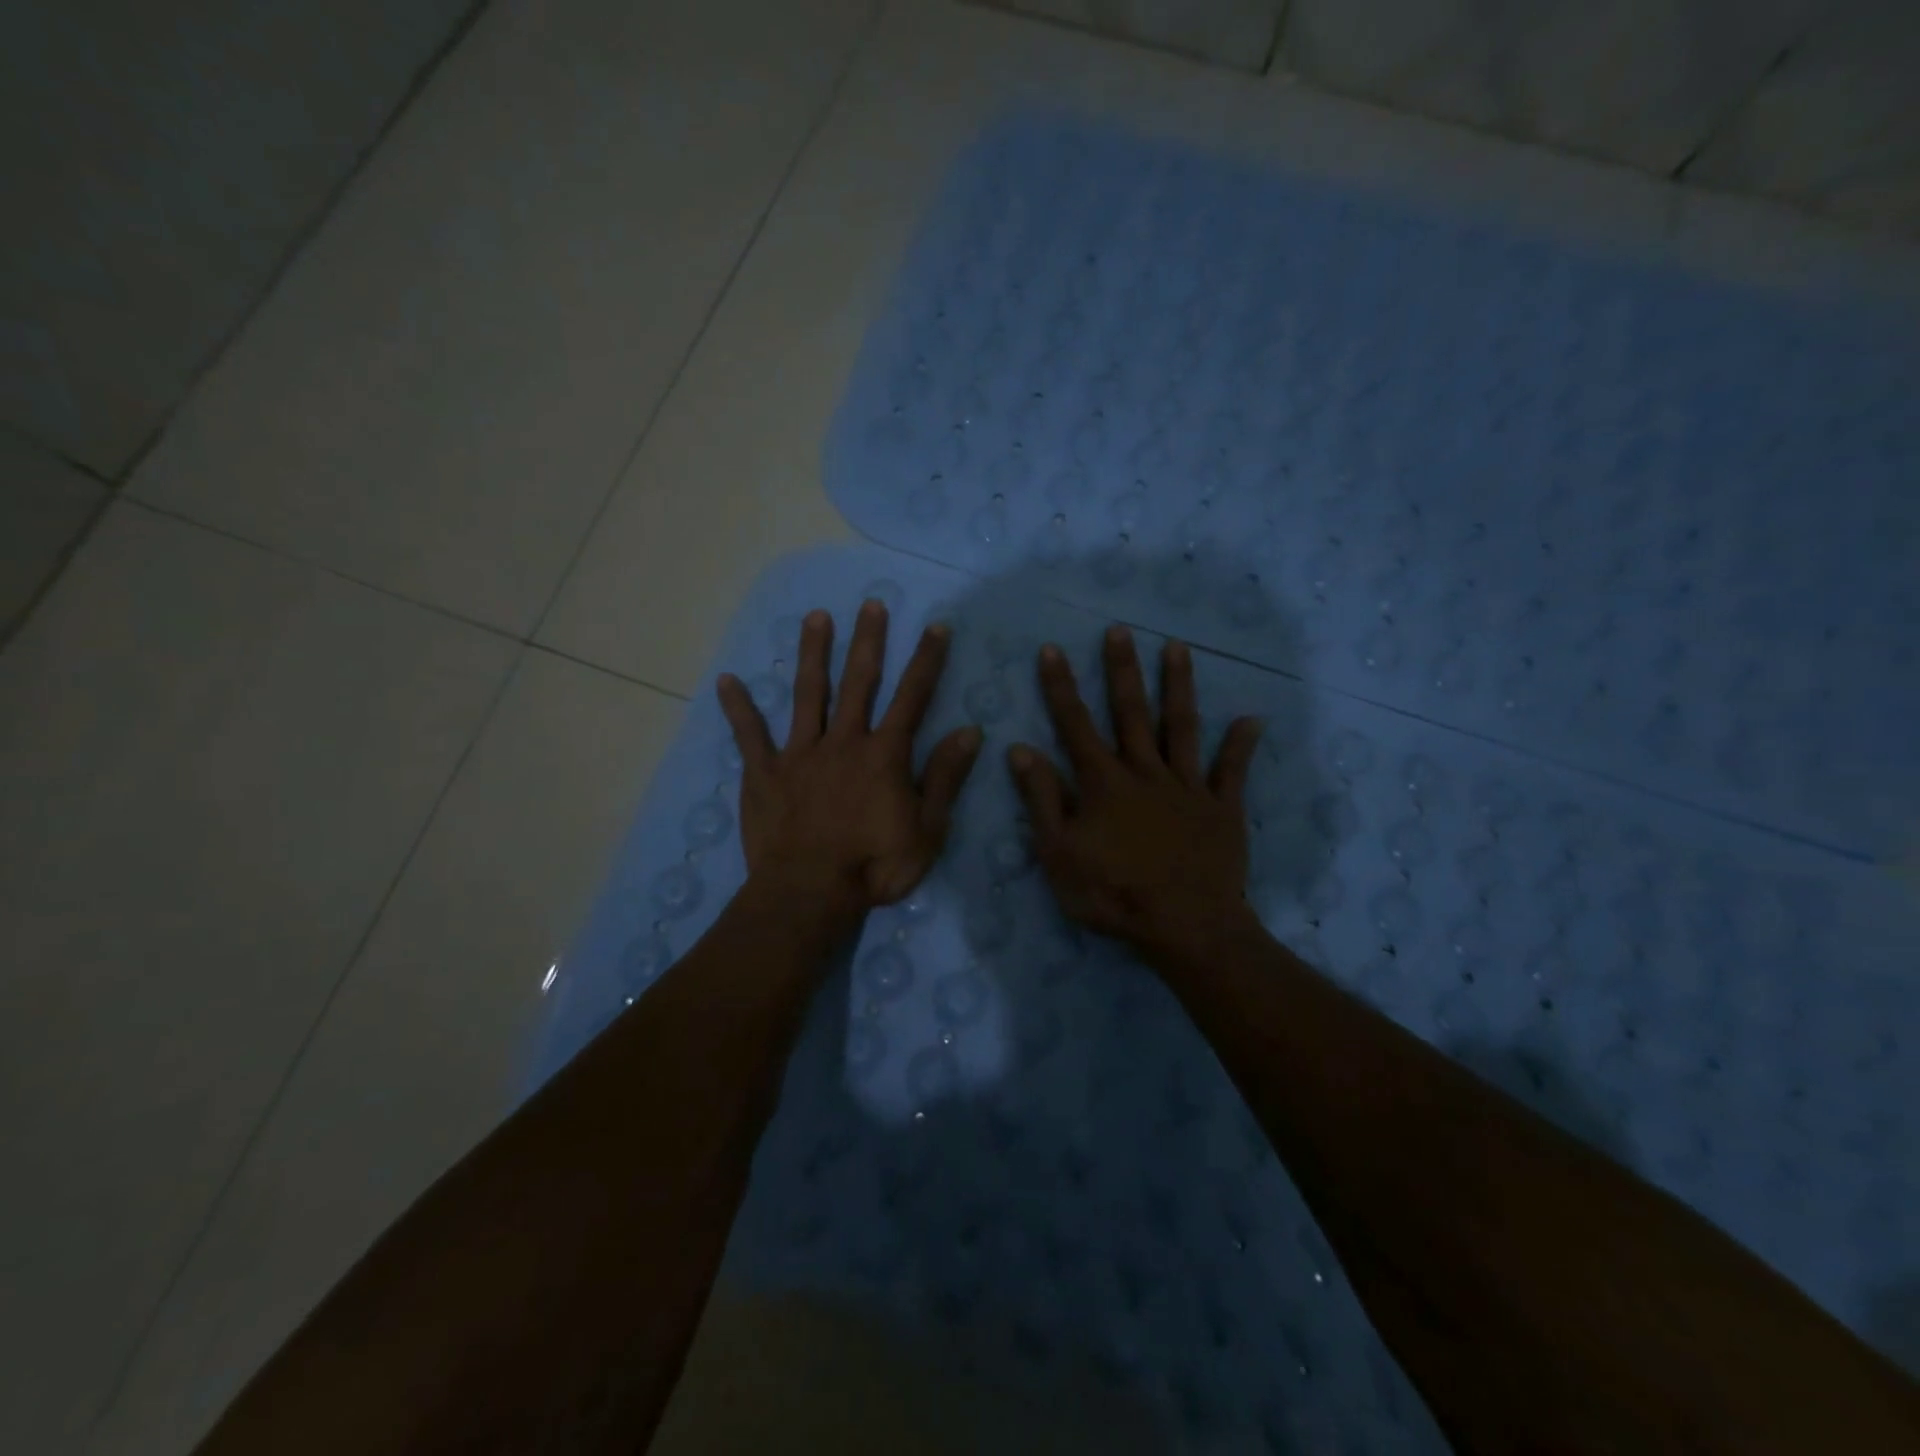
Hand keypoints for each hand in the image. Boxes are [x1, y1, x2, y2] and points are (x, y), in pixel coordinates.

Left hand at [717, 601, 982, 931]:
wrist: (809, 894)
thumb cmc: (874, 866)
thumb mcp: (927, 829)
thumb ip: (945, 778)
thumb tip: (969, 731)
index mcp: (885, 755)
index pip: (912, 697)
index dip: (926, 661)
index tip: (935, 627)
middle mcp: (844, 742)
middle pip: (858, 682)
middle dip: (868, 641)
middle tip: (871, 604)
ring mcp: (800, 754)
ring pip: (808, 694)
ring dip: (814, 654)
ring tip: (815, 617)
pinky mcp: (765, 774)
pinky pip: (749, 736)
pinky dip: (739, 709)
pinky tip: (728, 680)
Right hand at [1009, 626, 1261, 959]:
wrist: (1185, 927)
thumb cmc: (1113, 894)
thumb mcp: (1059, 853)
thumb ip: (1041, 799)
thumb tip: (1021, 748)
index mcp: (1103, 783)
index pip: (1075, 725)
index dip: (1061, 687)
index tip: (1052, 649)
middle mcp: (1145, 772)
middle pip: (1131, 712)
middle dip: (1122, 670)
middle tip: (1120, 630)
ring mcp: (1187, 787)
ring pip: (1181, 727)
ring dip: (1178, 686)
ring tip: (1179, 648)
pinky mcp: (1221, 808)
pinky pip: (1232, 771)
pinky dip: (1240, 745)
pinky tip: (1252, 718)